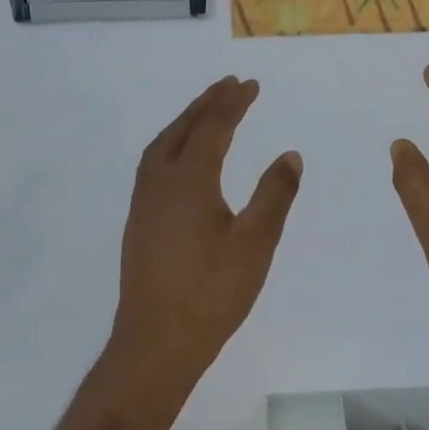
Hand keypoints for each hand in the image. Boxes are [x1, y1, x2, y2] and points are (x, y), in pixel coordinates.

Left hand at [108, 77, 301, 389]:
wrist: (155, 345)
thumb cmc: (211, 293)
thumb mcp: (256, 243)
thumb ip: (274, 195)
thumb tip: (289, 155)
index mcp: (189, 181)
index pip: (213, 128)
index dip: (233, 104)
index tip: (250, 84)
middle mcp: (160, 183)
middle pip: (182, 130)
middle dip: (206, 104)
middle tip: (227, 85)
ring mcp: (144, 204)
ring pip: (162, 146)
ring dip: (184, 122)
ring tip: (204, 111)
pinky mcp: (139, 225)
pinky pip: (154, 165)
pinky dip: (172, 145)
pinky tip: (182, 161)